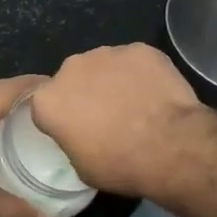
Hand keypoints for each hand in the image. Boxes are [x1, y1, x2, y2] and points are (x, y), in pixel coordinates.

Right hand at [30, 44, 206, 199]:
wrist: (170, 146)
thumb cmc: (120, 164)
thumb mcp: (82, 167)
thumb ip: (71, 141)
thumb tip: (82, 134)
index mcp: (48, 100)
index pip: (47, 106)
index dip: (62, 119)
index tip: (78, 132)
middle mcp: (71, 68)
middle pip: (73, 79)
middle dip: (85, 93)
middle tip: (108, 117)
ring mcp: (107, 53)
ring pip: (104, 65)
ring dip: (113, 80)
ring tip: (136, 104)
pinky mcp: (139, 49)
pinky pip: (135, 61)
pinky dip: (141, 73)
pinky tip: (155, 93)